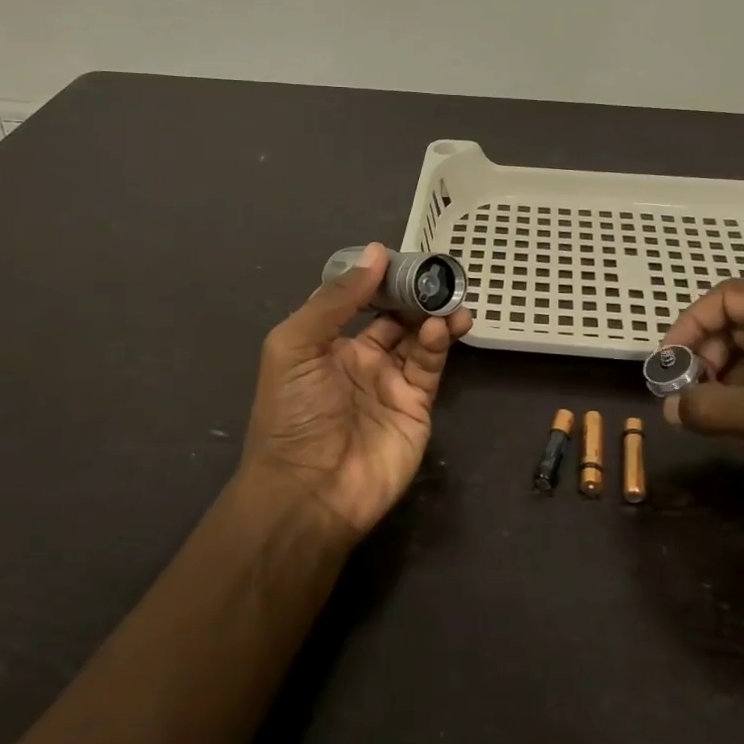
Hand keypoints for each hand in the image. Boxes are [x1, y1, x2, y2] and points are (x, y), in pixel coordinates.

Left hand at [241, 243, 472, 535]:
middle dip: (414, 294)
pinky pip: (429, 365)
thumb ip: (336, 300)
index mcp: (327, 343)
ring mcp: (390, 383)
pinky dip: (438, 342)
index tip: (402, 256)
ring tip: (450, 297)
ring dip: (433, 314)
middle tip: (438, 273)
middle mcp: (360, 359)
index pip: (358, 300)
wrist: (310, 490)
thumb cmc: (293, 412)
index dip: (378, 278)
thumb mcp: (297, 345)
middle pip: (394, 316)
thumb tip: (376, 252)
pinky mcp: (416, 405)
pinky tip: (444, 326)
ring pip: (417, 337)